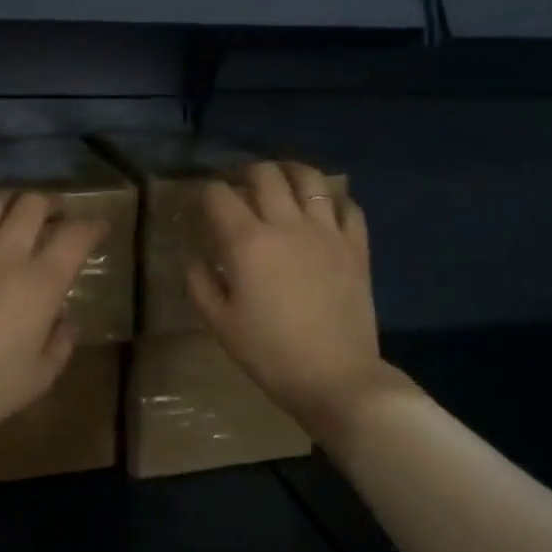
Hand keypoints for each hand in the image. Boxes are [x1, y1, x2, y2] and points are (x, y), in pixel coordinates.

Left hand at [0, 192, 104, 473]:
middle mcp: (3, 254)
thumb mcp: (40, 378)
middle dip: (48, 205)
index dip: (93, 226)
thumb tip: (64, 320)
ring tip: (5, 219)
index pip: (76, 236)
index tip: (98, 228)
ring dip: (4, 206)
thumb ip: (60, 343)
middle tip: (51, 217)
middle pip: (31, 205)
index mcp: (40, 283)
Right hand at [186, 161, 393, 444]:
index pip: (220, 195)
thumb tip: (196, 258)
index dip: (206, 192)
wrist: (337, 379)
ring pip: (310, 179)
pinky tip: (323, 210)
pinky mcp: (356, 246)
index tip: (202, 203)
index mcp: (247, 242)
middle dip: (246, 173)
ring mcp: (326, 232)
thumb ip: (200, 284)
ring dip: (290, 172)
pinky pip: (348, 206)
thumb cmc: (270, 354)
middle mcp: (287, 225)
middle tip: (240, 188)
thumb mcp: (220, 324)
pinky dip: (333, 200)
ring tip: (282, 182)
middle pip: (265, 174)